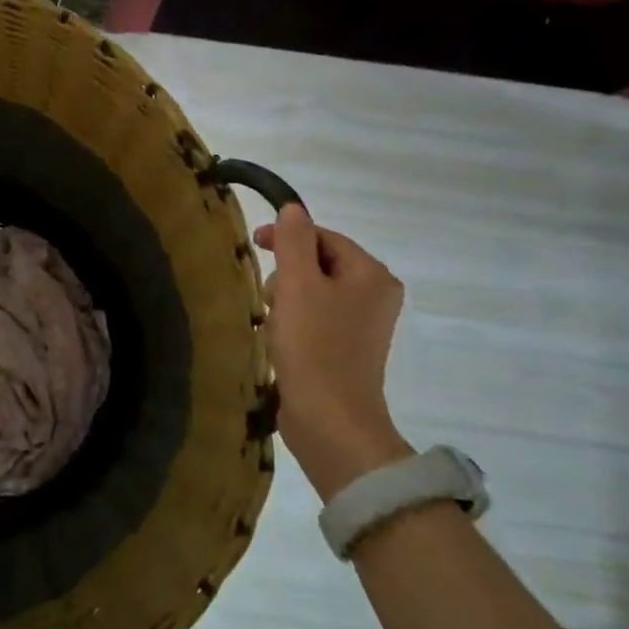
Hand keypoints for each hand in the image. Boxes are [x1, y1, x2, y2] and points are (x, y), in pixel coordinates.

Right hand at [254, 203, 412, 499]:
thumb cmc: (314, 346)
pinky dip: (294, 323)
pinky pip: (316, 320)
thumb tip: (293, 209)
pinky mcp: (348, 351)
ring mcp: (364, 327)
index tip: (253, 245)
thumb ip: (294, 241)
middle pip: (319, 264)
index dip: (287, 237)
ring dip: (286, 301)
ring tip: (272, 324)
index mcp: (372, 275)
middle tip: (268, 298)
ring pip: (314, 293)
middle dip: (287, 274)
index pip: (325, 237)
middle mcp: (376, 296)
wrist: (330, 419)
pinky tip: (279, 341)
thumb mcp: (297, 284)